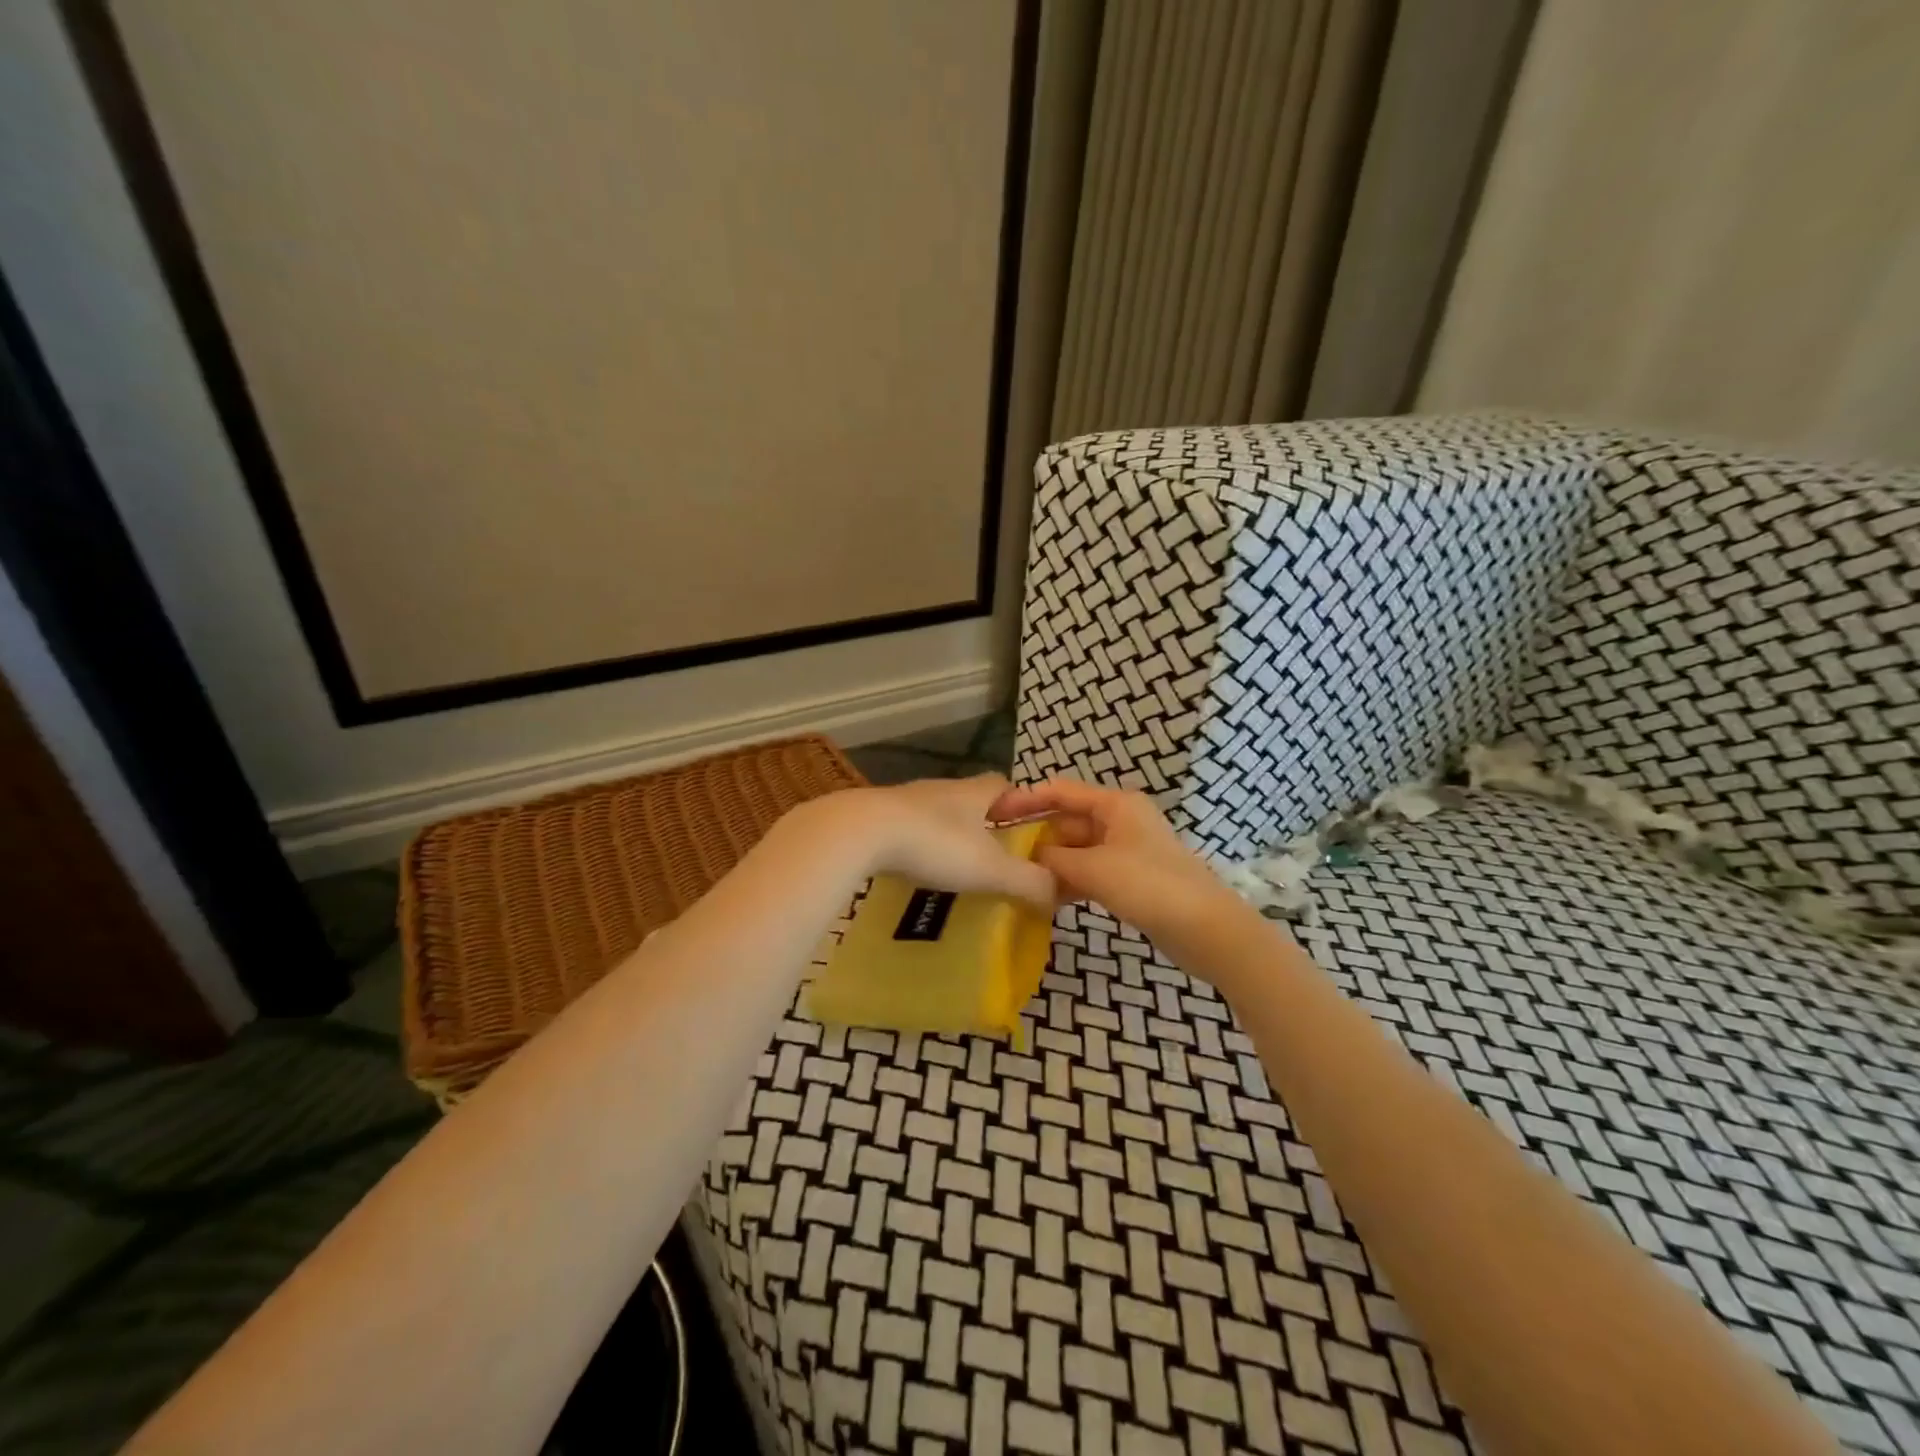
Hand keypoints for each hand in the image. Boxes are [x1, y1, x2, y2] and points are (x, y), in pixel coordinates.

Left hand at [784, 775, 1054, 908]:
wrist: (859, 832)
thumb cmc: (934, 843)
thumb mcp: (990, 868)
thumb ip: (1028, 881)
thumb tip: (1059, 893)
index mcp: (973, 792)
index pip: (1004, 785)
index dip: (1019, 804)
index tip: (1028, 828)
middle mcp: (941, 788)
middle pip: (970, 798)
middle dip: (984, 822)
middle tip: (994, 854)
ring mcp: (906, 800)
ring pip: (937, 812)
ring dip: (948, 833)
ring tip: (955, 865)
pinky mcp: (878, 816)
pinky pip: (907, 827)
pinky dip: (917, 843)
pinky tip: (915, 867)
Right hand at [990, 777, 1248, 951]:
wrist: (1207, 929)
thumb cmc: (1150, 886)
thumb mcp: (1094, 869)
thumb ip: (1055, 861)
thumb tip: (1029, 859)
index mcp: (1115, 804)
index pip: (1060, 791)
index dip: (1026, 799)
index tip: (993, 815)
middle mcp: (1120, 820)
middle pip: (1068, 820)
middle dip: (1038, 837)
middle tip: (1002, 856)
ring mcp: (1126, 850)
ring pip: (1077, 849)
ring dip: (1052, 863)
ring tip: (1018, 878)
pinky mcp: (1130, 877)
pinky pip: (1090, 871)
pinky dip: (1070, 881)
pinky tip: (1047, 897)